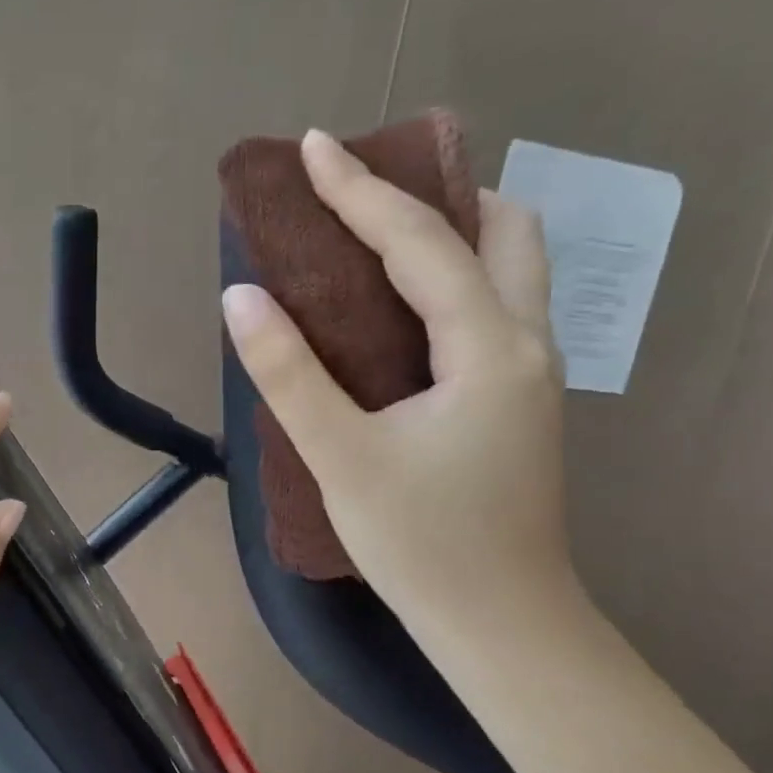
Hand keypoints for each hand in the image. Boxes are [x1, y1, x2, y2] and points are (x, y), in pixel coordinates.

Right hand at [221, 129, 573, 633]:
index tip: (314, 147)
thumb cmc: (422, 544)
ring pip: (511, 269)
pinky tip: (401, 309)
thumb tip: (241, 296)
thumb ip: (289, 373)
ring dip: (454, 234)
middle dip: (441, 194)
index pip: (421, 243)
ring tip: (382, 238)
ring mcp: (531, 374)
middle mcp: (525, 344)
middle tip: (369, 197)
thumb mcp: (341, 457)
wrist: (501, 626)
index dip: (360, 191)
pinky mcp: (518, 402)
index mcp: (489, 347)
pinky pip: (493, 308)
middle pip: (506, 232)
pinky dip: (453, 279)